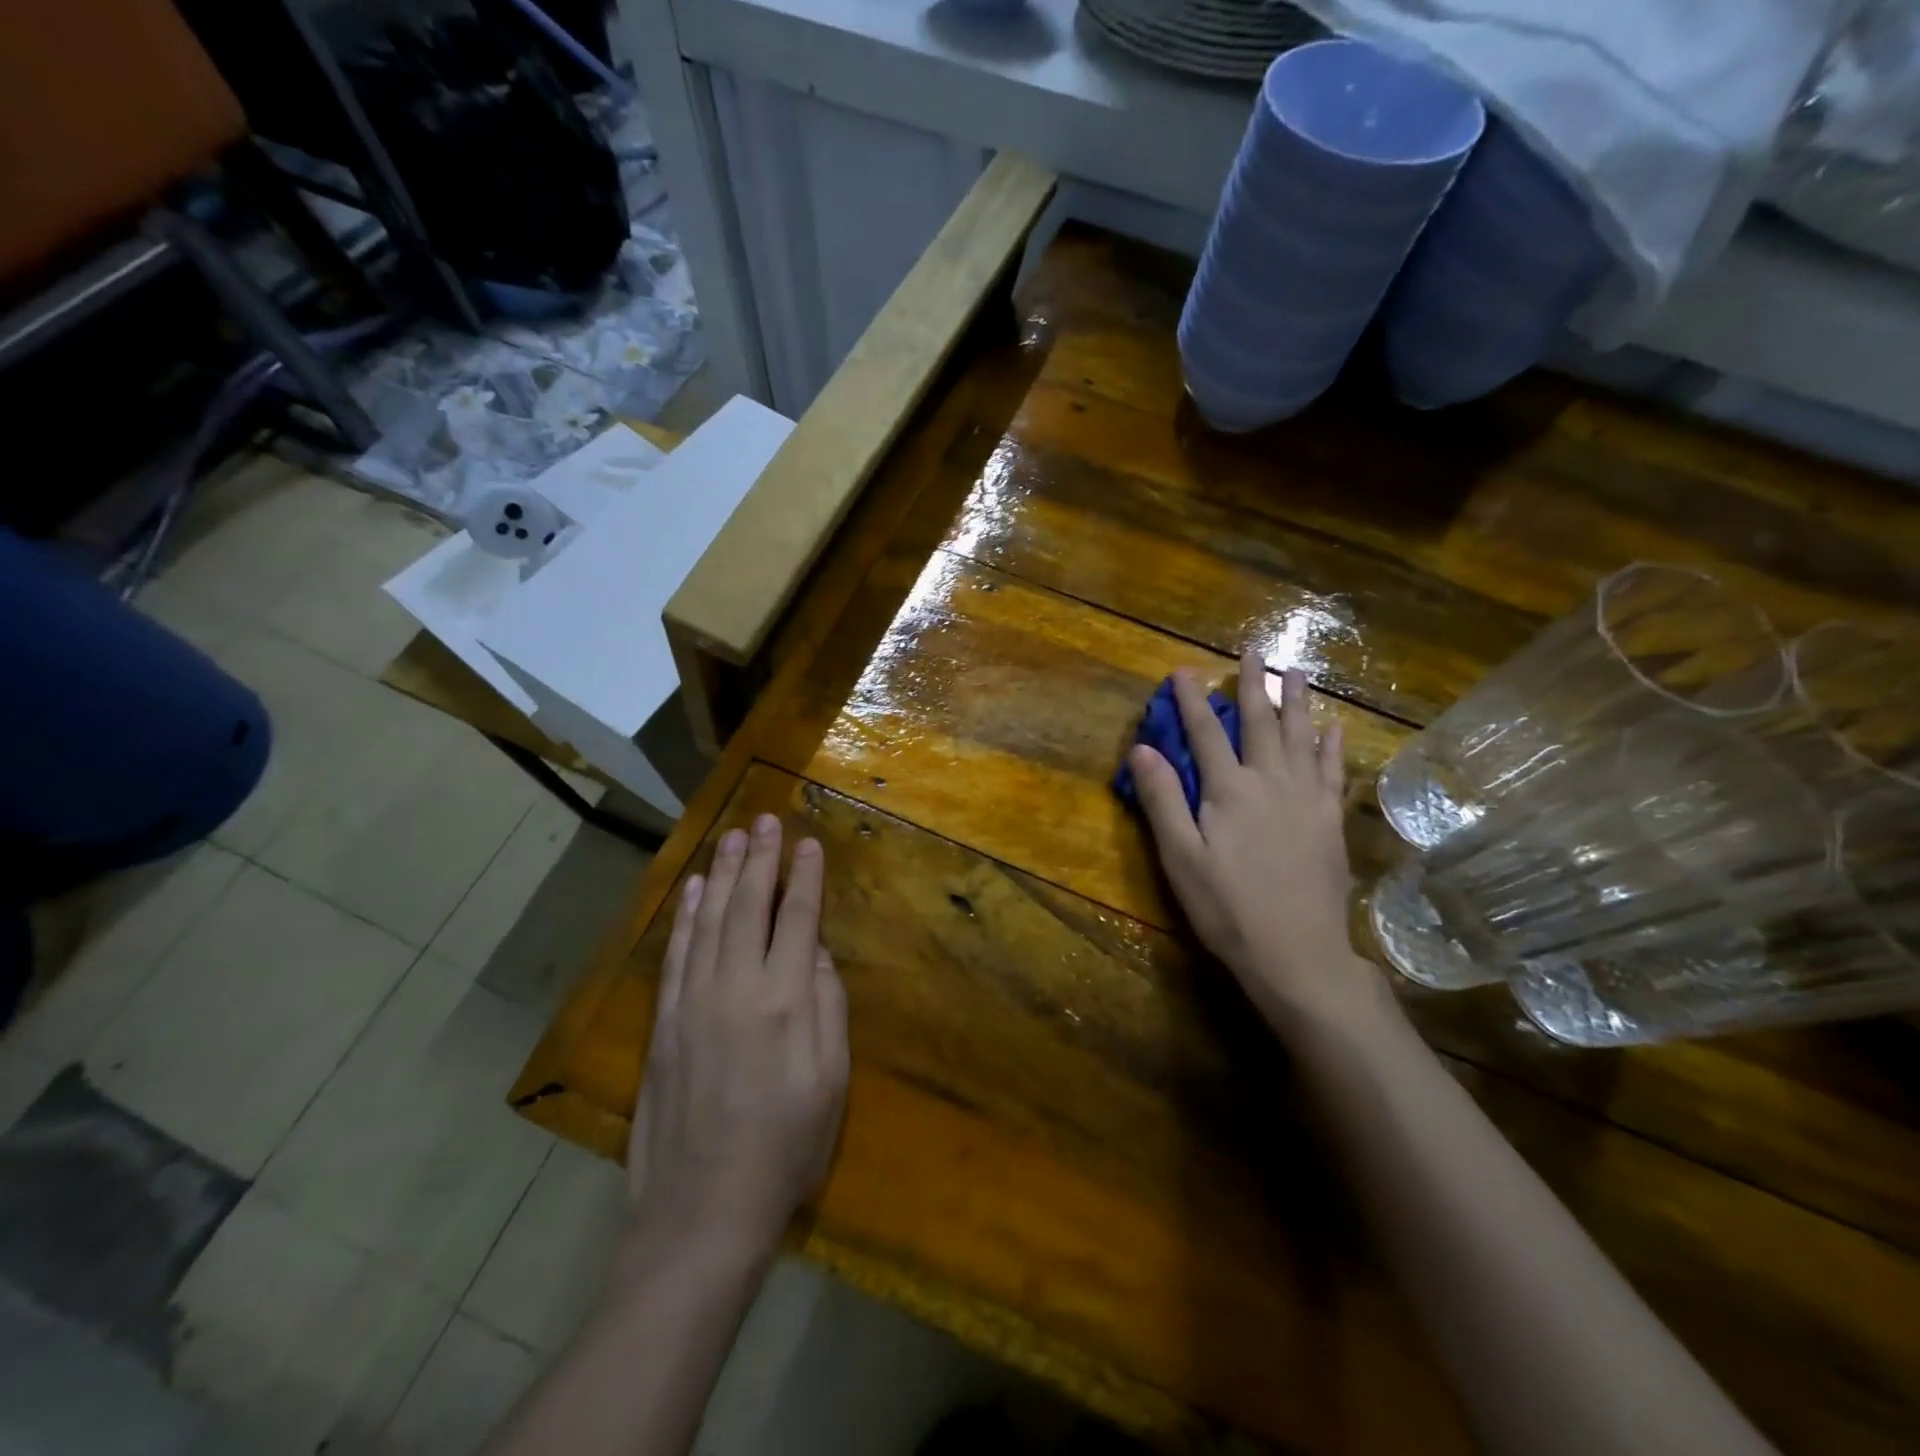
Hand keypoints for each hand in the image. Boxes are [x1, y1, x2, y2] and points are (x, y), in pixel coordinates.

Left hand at [627, 815, 849, 1256]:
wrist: (701, 1213)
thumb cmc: (785, 1150)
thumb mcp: (831, 1084)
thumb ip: (830, 1011)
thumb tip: (821, 956)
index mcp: (786, 1001)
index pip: (798, 920)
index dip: (806, 878)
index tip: (810, 843)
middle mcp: (737, 988)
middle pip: (750, 907)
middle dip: (761, 859)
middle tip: (765, 820)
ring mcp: (694, 1003)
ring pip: (710, 921)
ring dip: (723, 874)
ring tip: (732, 837)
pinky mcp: (664, 1023)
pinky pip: (677, 955)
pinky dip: (686, 916)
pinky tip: (694, 890)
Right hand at [1129, 652, 1383, 1034]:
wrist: (1297, 953)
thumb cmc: (1226, 908)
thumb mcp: (1180, 857)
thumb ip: (1163, 799)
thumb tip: (1142, 748)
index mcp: (1228, 790)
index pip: (1204, 733)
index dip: (1192, 700)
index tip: (1182, 669)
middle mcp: (1270, 782)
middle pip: (1259, 723)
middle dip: (1252, 684)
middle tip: (1254, 648)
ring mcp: (1306, 799)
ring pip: (1300, 737)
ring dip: (1296, 701)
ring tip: (1296, 670)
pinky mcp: (1329, 820)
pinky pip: (1331, 770)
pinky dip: (1331, 745)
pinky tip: (1334, 727)